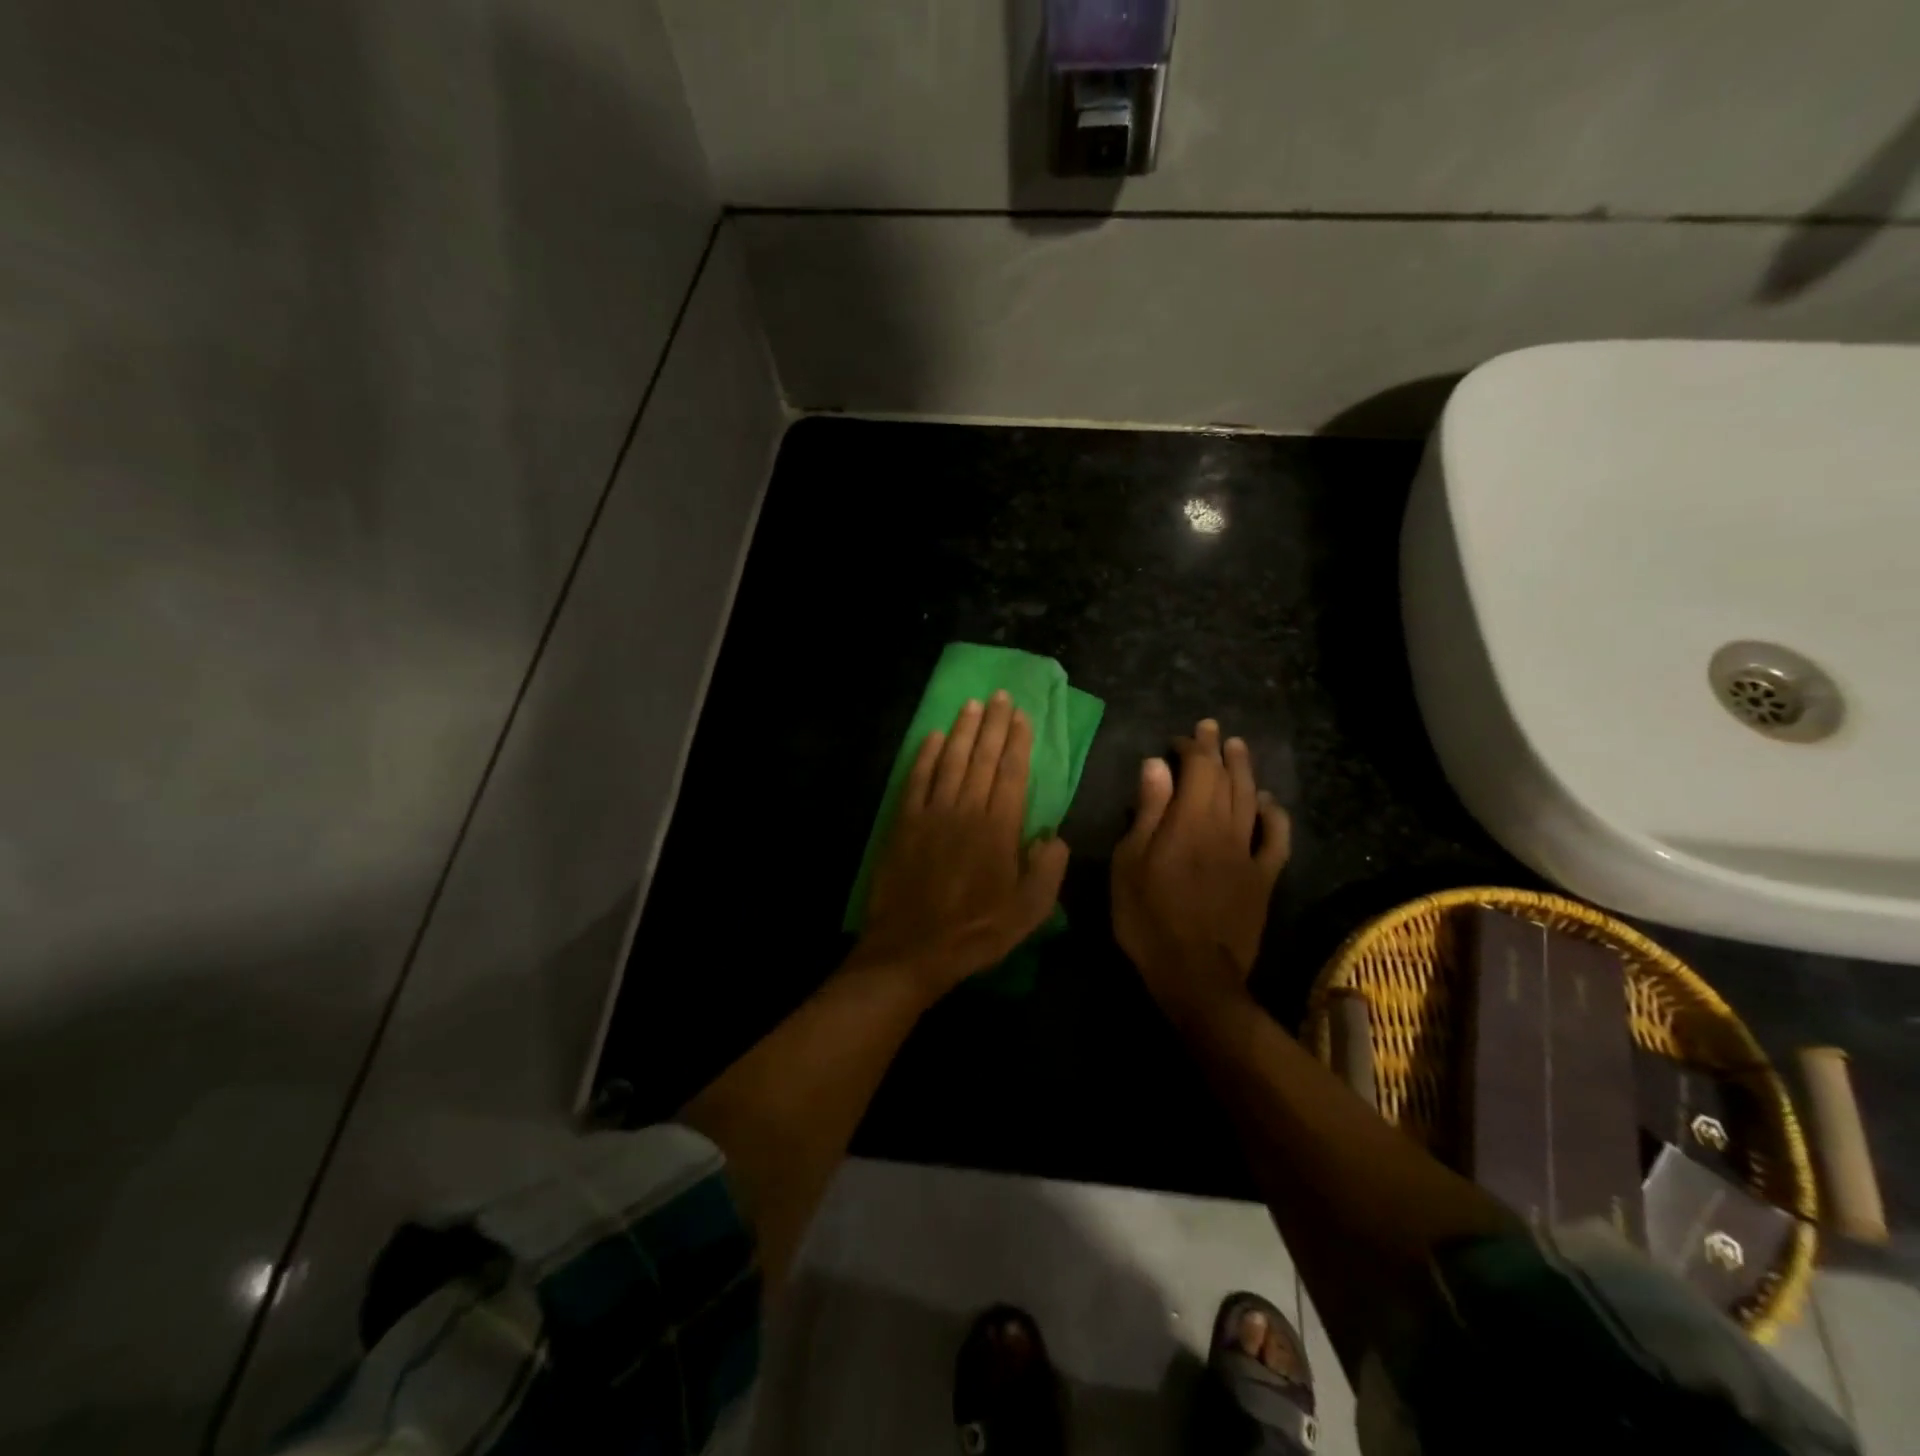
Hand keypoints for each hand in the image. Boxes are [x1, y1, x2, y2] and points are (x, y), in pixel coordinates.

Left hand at [854, 691, 1070, 998]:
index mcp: (999, 829)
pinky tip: (934, 736)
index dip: (1018, 741)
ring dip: (963, 730)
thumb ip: (1048, 871)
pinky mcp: (904, 822)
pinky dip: (926, 755)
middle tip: (1001, 695)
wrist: (912, 948)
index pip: (1012, 773)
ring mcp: (932, 813)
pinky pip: (917, 779)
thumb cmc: (975, 932)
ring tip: (973, 704)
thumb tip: (1055, 836)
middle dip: (994, 724)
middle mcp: (967, 810)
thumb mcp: (1029, 913)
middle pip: (983, 758)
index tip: (1022, 715)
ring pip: (951, 760)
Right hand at [1111, 719, 1290, 1016]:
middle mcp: (1223, 828)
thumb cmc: (1148, 917)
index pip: (1197, 769)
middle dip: (1218, 750)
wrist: (1195, 973)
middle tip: (1214, 729)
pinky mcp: (1263, 879)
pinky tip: (1269, 803)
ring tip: (1240, 749)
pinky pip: (1276, 840)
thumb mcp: (1130, 863)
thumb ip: (1148, 812)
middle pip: (1226, 779)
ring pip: (1252, 800)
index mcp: (1189, 821)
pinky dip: (1275, 816)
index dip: (1191, 748)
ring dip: (1246, 771)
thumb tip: (1156, 765)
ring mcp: (1248, 854)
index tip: (1180, 738)